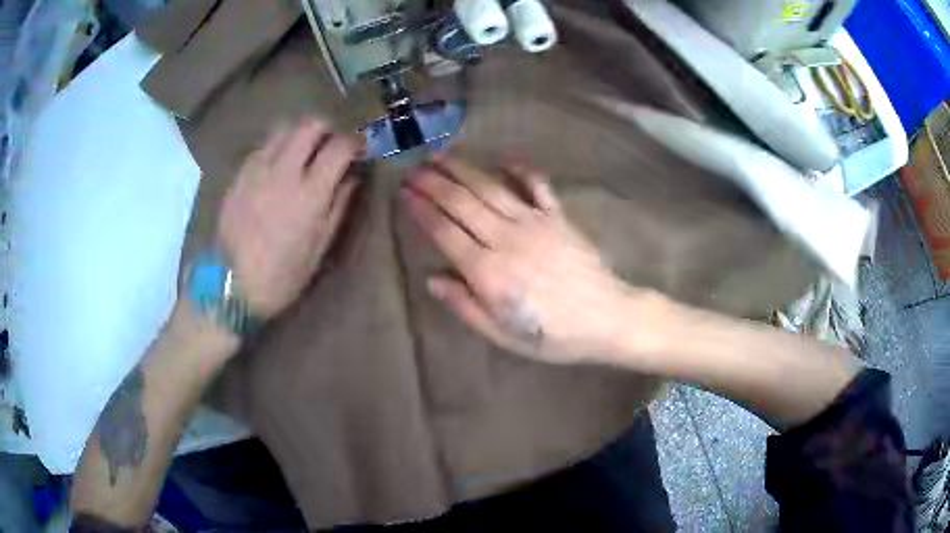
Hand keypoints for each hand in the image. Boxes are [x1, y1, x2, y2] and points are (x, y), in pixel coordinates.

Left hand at [217, 118, 360, 319]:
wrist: (230, 287)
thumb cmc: (281, 276)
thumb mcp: (319, 249)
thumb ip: (338, 207)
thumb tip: (353, 178)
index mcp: (310, 192)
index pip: (340, 146)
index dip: (356, 142)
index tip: (360, 150)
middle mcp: (284, 171)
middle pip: (310, 125)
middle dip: (327, 130)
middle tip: (330, 147)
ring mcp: (257, 170)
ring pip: (283, 129)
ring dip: (299, 135)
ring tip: (302, 153)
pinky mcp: (238, 175)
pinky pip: (262, 147)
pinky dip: (276, 148)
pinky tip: (276, 168)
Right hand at [402, 156, 638, 364]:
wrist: (607, 318)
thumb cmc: (553, 335)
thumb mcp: (503, 335)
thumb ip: (465, 306)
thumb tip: (432, 280)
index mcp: (488, 272)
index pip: (445, 233)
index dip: (422, 210)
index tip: (404, 194)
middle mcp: (506, 239)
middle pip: (462, 203)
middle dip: (433, 183)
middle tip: (413, 169)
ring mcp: (534, 223)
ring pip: (490, 188)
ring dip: (463, 169)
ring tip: (441, 155)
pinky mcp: (558, 216)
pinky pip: (537, 185)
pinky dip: (520, 168)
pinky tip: (503, 157)